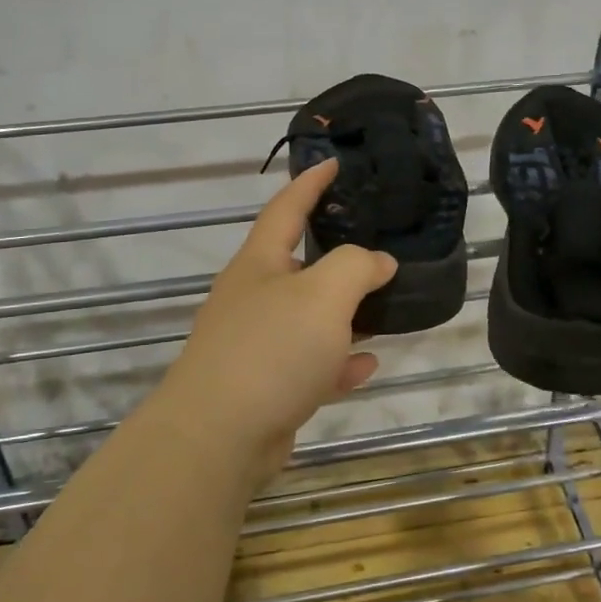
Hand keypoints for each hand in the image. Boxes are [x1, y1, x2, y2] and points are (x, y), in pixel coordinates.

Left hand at [150, 160, 397, 485]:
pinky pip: (309, 365)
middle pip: (299, 265)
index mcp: (259, 264)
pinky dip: (337, 362)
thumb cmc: (271, 350)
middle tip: (376, 246)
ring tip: (384, 306)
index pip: (286, 207)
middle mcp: (253, 298)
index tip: (334, 163)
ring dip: (343, 314)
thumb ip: (357, 266)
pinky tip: (367, 365)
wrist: (217, 438)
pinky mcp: (264, 387)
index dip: (311, 182)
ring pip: (308, 319)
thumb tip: (379, 262)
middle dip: (336, 256)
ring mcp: (255, 344)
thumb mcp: (324, 294)